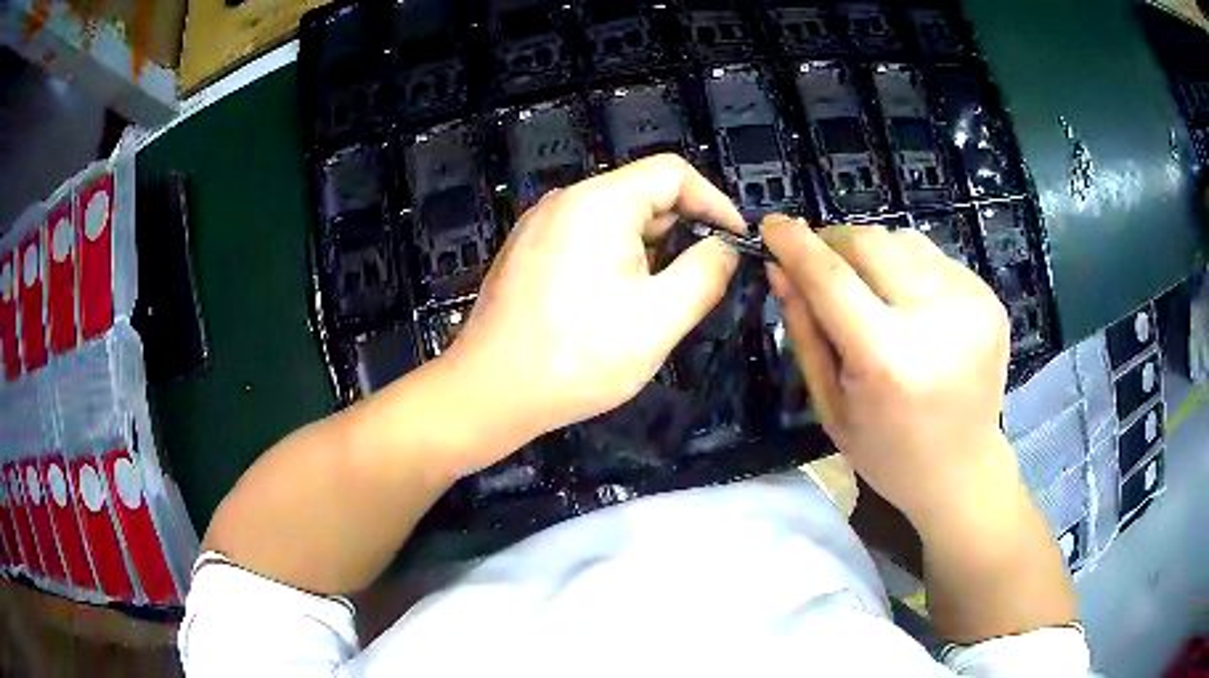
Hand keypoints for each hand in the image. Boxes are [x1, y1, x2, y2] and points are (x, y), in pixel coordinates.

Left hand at [444, 155, 746, 446]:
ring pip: (614, 220)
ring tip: (651, 304)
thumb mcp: (660, 318)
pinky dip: (614, 260)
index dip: (714, 201)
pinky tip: (611, 306)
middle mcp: (565, 200)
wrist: (489, 392)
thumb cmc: (577, 357)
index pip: (673, 172)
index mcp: (598, 202)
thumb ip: (705, 273)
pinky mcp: (527, 251)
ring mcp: (540, 225)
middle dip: (680, 232)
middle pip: (642, 194)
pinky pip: (585, 239)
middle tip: (695, 283)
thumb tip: (724, 247)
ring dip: (647, 252)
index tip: (735, 241)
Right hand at [762, 216, 1016, 526]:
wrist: (963, 470)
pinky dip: (908, 269)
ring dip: (874, 256)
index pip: (832, 277)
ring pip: (902, 241)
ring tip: (873, 295)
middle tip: (822, 268)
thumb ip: (804, 331)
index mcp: (888, 360)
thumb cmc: (888, 452)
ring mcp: (971, 303)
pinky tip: (911, 307)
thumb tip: (779, 267)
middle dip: (835, 244)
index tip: (771, 225)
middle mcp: (936, 320)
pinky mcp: (989, 296)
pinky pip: (932, 258)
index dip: (796, 244)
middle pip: (870, 242)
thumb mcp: (830, 404)